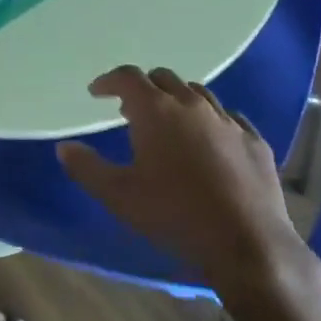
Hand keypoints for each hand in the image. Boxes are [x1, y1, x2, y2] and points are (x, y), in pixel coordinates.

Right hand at [57, 67, 318, 298]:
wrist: (246, 242)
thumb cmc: (174, 214)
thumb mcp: (118, 195)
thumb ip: (87, 167)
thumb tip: (64, 147)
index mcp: (156, 110)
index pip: (128, 77)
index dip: (109, 81)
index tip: (97, 92)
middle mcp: (192, 105)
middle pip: (164, 78)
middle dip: (143, 88)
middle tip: (130, 110)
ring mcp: (228, 121)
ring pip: (198, 94)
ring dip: (178, 100)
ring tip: (170, 122)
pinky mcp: (255, 141)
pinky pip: (230, 118)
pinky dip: (212, 121)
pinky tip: (211, 140)